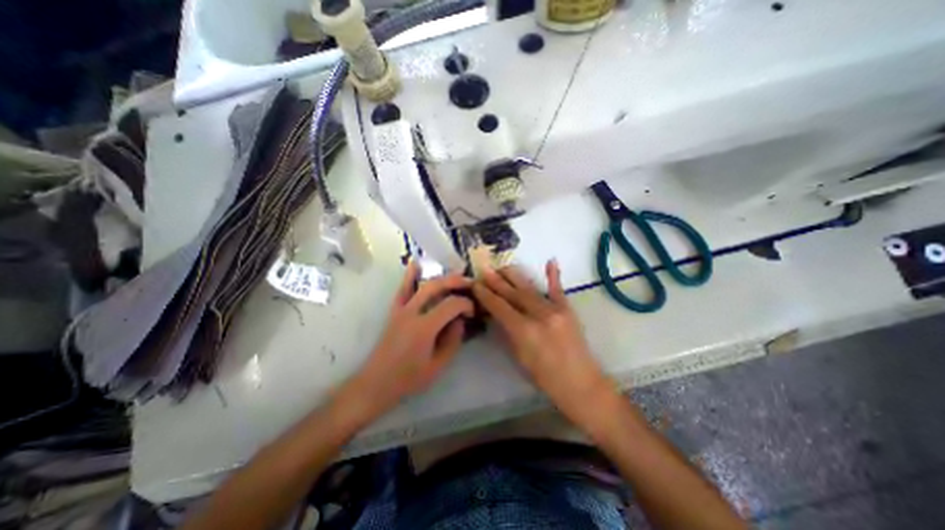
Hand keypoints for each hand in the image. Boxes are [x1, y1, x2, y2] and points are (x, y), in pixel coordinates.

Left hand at [339, 262, 472, 424]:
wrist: (376, 383)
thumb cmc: (408, 379)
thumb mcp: (438, 366)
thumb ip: (453, 341)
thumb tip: (460, 320)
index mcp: (424, 328)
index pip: (451, 305)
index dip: (466, 304)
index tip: (473, 311)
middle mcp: (412, 312)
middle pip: (436, 286)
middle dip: (456, 281)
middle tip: (470, 283)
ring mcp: (401, 309)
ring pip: (422, 284)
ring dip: (440, 277)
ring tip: (455, 275)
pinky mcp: (394, 311)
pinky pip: (402, 289)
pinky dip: (409, 275)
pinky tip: (416, 264)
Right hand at [473, 261, 620, 433]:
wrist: (581, 384)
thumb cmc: (545, 378)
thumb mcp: (519, 357)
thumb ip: (508, 332)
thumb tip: (498, 313)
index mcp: (524, 331)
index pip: (499, 306)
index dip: (485, 294)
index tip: (475, 284)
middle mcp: (539, 315)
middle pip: (512, 293)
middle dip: (496, 281)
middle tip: (485, 269)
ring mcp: (555, 310)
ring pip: (530, 288)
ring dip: (514, 276)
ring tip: (502, 267)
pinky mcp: (568, 309)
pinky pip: (558, 289)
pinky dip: (553, 275)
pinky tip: (550, 261)